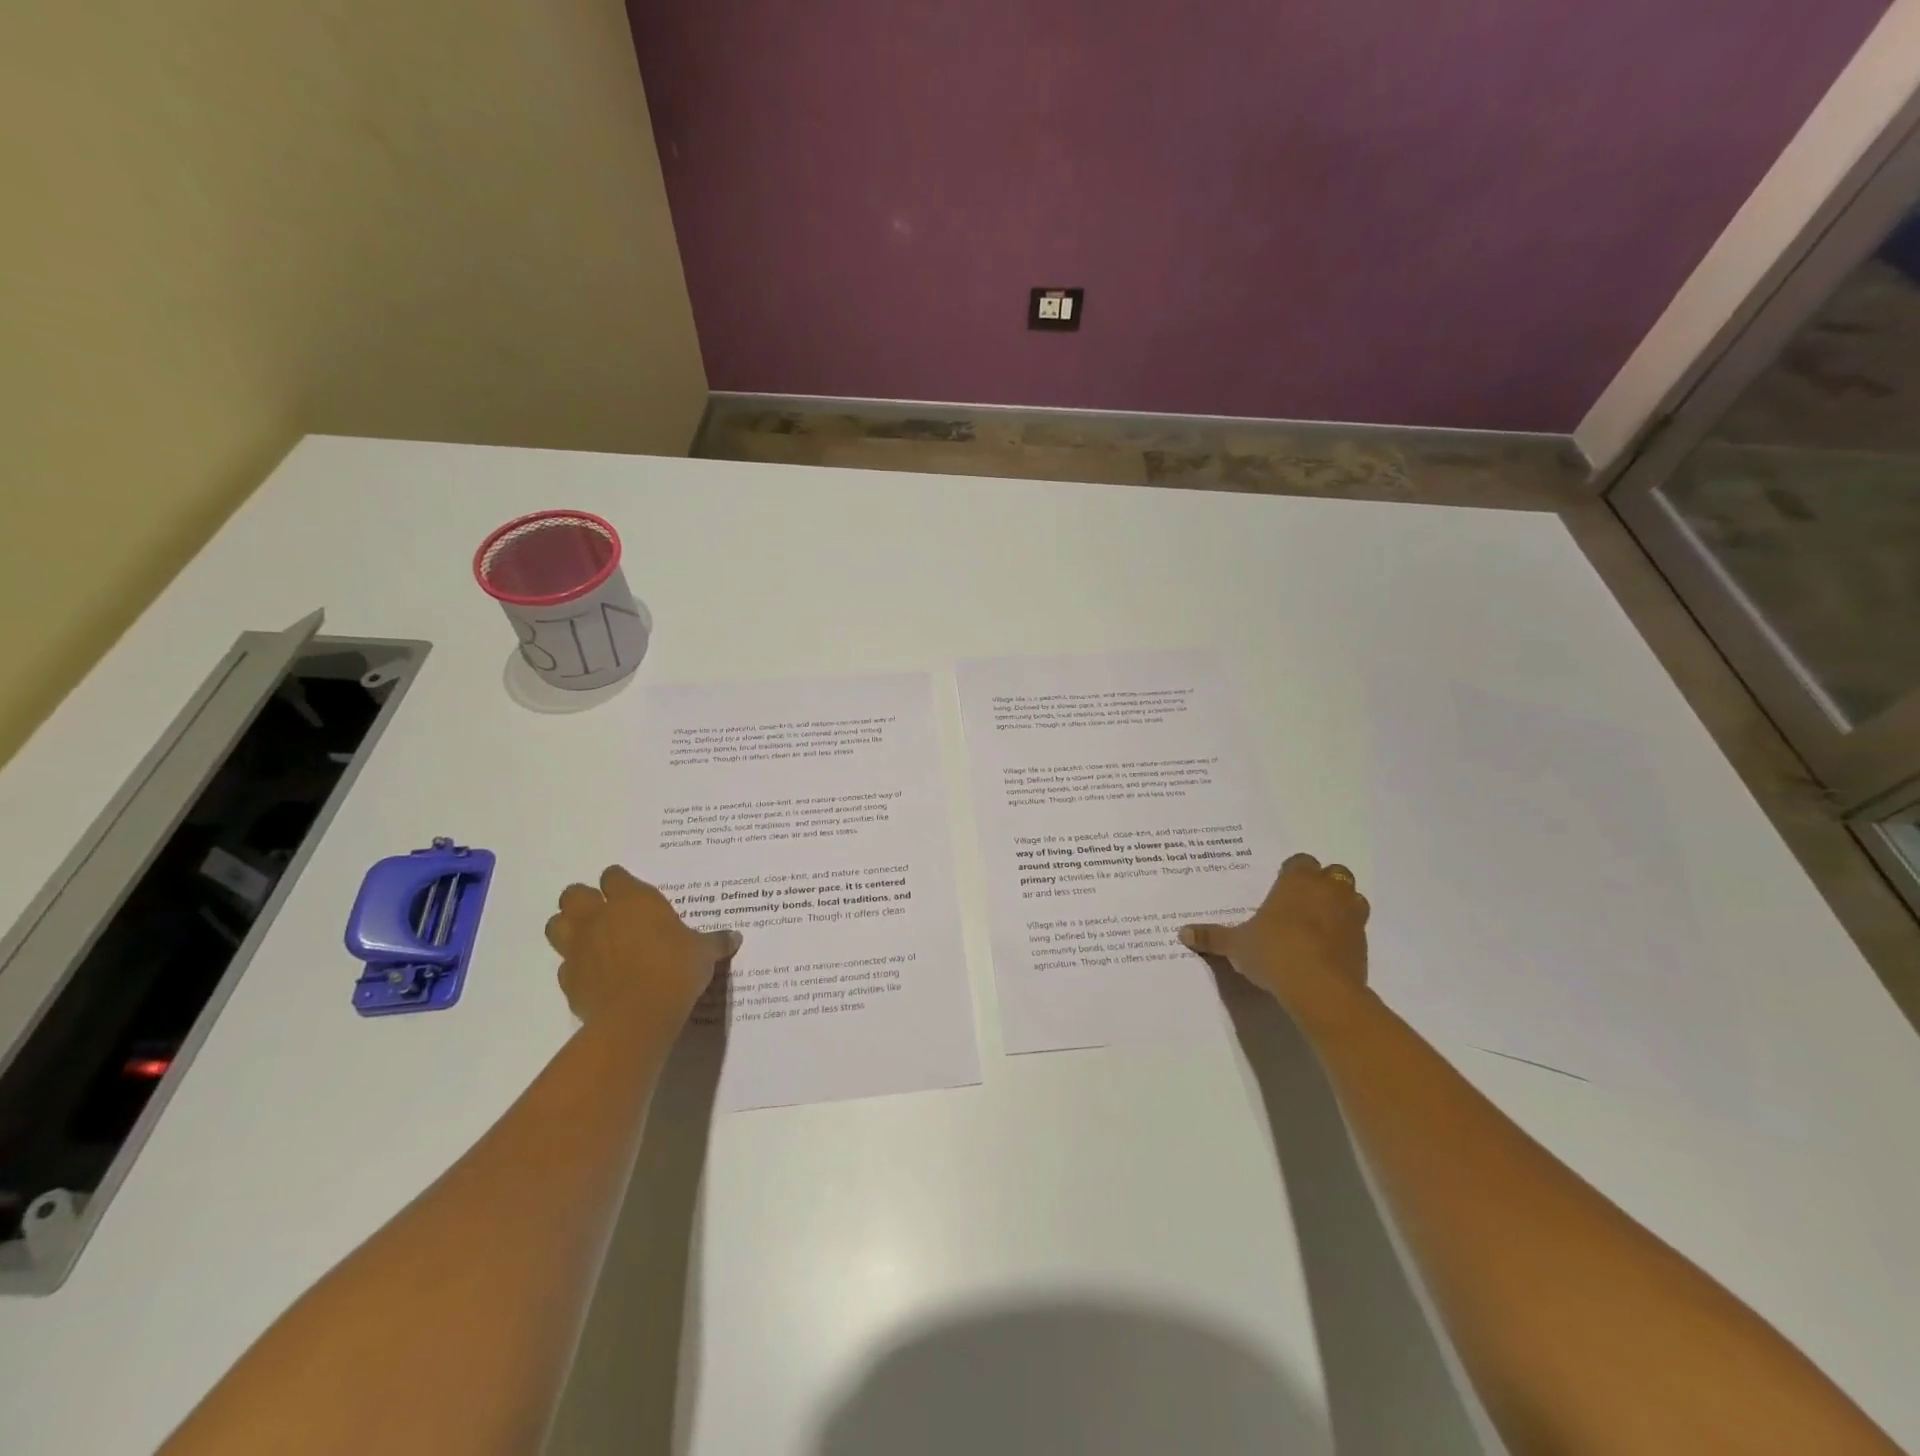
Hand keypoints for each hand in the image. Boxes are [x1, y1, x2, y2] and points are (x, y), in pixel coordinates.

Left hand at [544, 866, 740, 1033]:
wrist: (638, 1015)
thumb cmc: (675, 970)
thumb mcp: (703, 953)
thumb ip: (715, 942)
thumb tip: (735, 937)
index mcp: (632, 900)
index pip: (614, 876)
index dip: (620, 884)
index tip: (633, 895)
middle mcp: (599, 917)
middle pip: (574, 894)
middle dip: (585, 900)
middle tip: (606, 913)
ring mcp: (578, 947)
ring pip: (556, 924)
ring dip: (569, 928)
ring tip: (591, 940)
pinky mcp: (568, 979)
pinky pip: (565, 965)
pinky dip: (576, 967)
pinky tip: (595, 976)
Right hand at [1180, 853, 1370, 1019]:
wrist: (1320, 989)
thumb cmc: (1274, 952)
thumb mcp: (1236, 945)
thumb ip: (1212, 937)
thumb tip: (1183, 932)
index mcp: (1298, 881)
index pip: (1300, 862)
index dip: (1291, 873)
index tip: (1280, 887)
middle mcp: (1329, 891)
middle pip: (1333, 874)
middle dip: (1321, 885)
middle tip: (1300, 903)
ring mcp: (1352, 917)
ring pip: (1352, 899)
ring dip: (1339, 907)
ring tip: (1318, 925)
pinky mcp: (1364, 945)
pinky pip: (1357, 930)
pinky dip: (1345, 936)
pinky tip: (1327, 952)